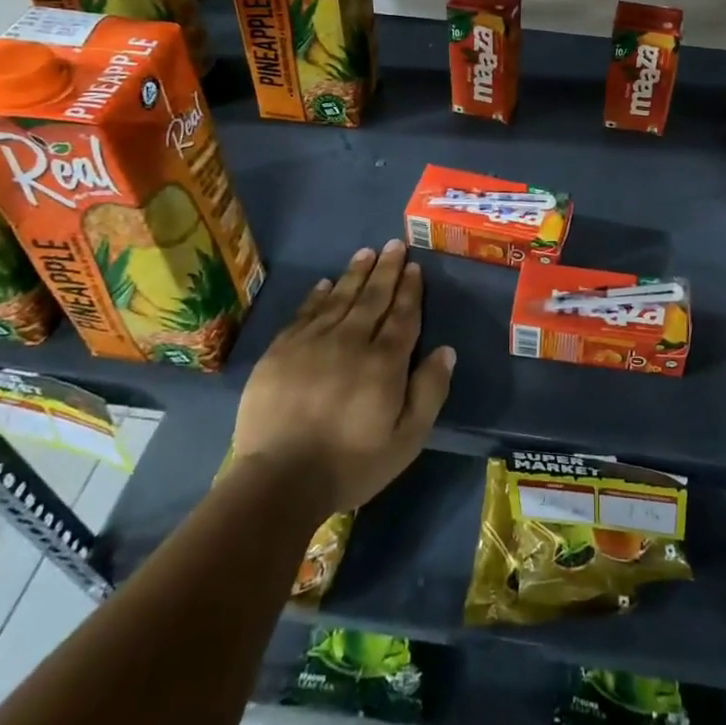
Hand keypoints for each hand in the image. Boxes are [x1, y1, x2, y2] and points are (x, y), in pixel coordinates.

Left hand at [231, 240, 454, 514]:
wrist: (279, 480)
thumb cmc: (351, 463)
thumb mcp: (407, 439)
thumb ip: (429, 392)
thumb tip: (446, 350)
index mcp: (384, 362)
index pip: (402, 315)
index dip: (410, 290)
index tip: (414, 266)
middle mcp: (350, 341)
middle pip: (373, 298)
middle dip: (386, 270)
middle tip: (395, 244)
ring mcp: (312, 343)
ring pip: (339, 298)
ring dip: (355, 274)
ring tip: (366, 253)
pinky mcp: (280, 352)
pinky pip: (305, 313)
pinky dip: (318, 295)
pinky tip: (325, 284)